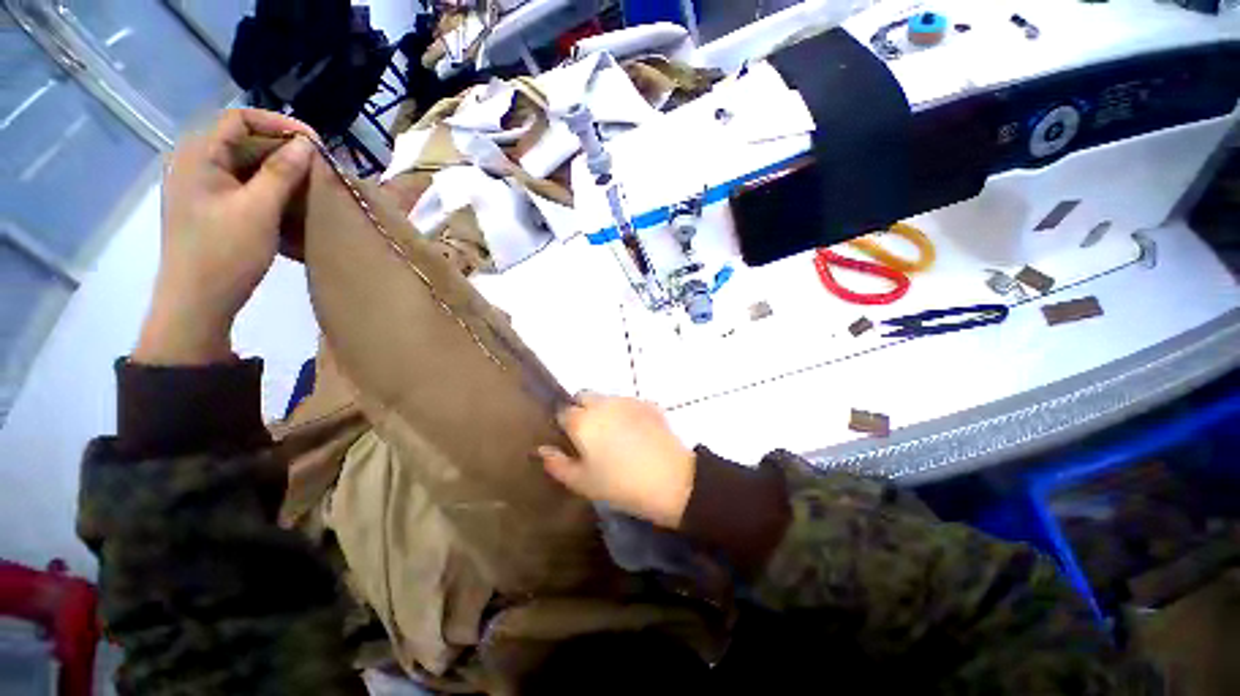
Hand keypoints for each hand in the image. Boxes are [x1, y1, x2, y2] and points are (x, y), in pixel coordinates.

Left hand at [133, 109, 317, 365]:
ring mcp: (202, 188)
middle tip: (319, 167)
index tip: (316, 143)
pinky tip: (290, 202)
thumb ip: (281, 172)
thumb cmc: (224, 253)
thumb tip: (307, 145)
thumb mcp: (258, 210)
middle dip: (283, 149)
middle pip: (242, 140)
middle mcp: (195, 164)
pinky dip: (269, 188)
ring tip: (311, 184)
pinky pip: (243, 185)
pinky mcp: (211, 208)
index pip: (239, 119)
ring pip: (245, 164)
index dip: (279, 124)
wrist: (197, 303)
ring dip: (279, 170)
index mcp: (198, 156)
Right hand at [539, 393, 695, 528]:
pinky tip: (636, 433)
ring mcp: (626, 400)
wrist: (670, 479)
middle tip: (591, 436)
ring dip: (604, 410)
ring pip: (606, 398)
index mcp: (582, 420)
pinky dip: (625, 412)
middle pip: (583, 396)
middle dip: (582, 409)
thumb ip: (557, 464)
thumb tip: (542, 449)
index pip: (563, 412)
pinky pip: (628, 403)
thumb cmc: (620, 484)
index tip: (572, 441)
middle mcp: (602, 403)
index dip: (565, 425)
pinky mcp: (647, 403)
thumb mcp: (583, 482)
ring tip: (616, 435)